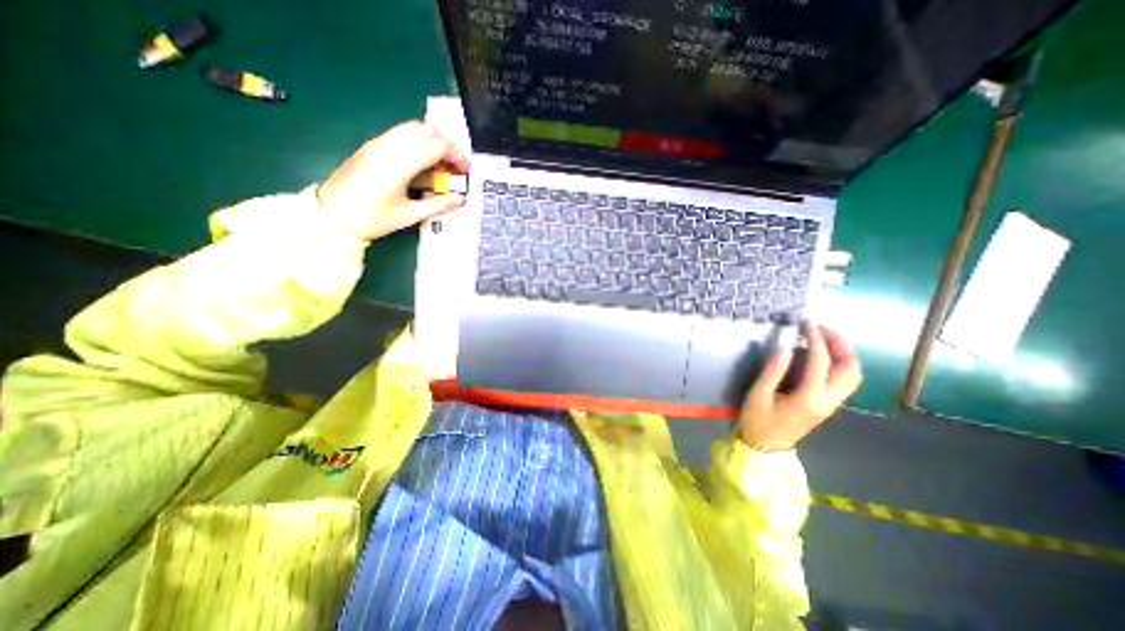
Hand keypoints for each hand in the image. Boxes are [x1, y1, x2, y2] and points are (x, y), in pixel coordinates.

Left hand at [315, 122, 471, 240]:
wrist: (330, 215)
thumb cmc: (370, 218)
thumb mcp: (408, 216)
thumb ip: (437, 205)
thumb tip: (460, 199)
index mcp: (399, 165)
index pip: (436, 145)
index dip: (456, 155)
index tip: (464, 170)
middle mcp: (388, 148)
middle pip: (427, 130)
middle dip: (447, 146)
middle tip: (455, 167)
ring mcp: (378, 144)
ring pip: (413, 127)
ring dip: (433, 141)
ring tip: (440, 164)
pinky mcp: (372, 146)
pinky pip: (401, 134)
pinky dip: (419, 142)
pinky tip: (422, 162)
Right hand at [740, 323, 862, 450]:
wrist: (765, 447)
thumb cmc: (757, 421)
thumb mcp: (758, 395)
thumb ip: (772, 371)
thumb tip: (785, 347)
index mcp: (809, 398)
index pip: (820, 362)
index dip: (815, 338)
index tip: (806, 322)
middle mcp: (828, 401)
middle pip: (850, 368)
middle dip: (839, 343)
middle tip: (820, 327)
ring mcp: (831, 404)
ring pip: (852, 375)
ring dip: (843, 353)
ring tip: (823, 337)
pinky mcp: (827, 405)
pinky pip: (844, 380)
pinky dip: (839, 362)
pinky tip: (822, 355)